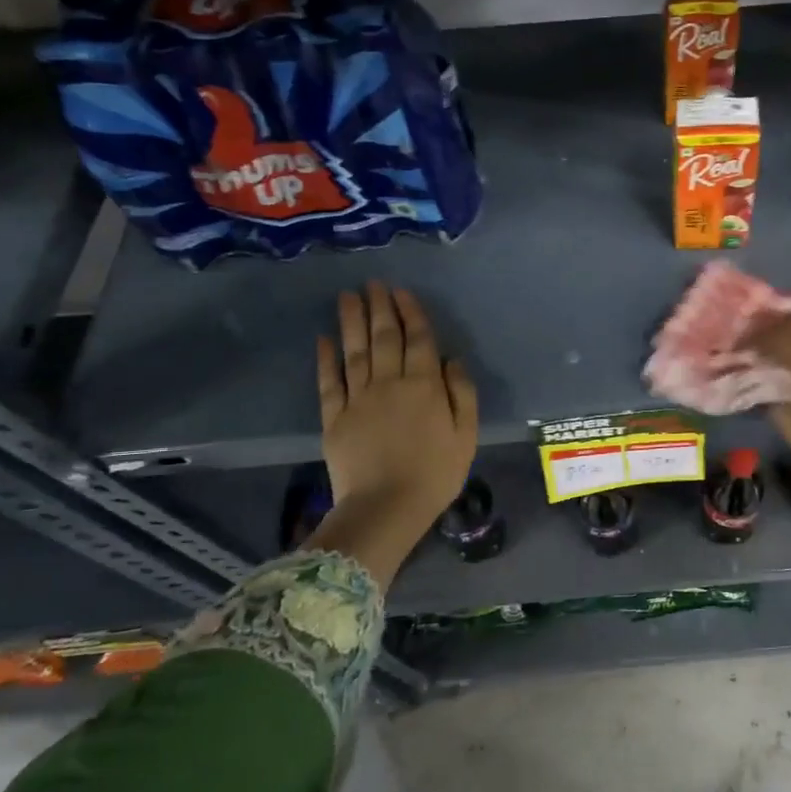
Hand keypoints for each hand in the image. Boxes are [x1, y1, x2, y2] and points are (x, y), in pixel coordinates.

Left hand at [309, 282, 477, 584]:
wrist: (386, 508)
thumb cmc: (435, 474)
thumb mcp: (466, 435)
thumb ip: (462, 393)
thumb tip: (452, 359)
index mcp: (424, 386)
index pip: (418, 340)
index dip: (411, 313)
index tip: (402, 291)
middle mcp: (390, 383)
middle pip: (384, 337)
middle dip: (380, 307)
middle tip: (373, 283)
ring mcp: (358, 399)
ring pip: (355, 351)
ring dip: (351, 321)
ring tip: (348, 296)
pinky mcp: (334, 417)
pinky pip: (329, 381)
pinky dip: (325, 358)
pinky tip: (324, 339)